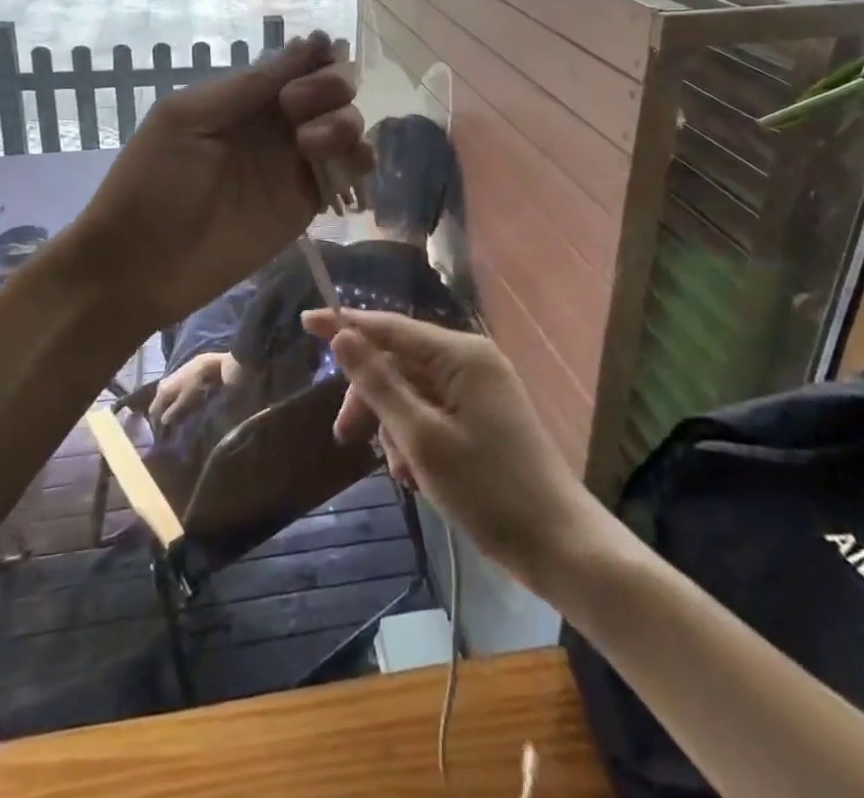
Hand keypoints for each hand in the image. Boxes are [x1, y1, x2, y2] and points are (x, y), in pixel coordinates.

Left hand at [66, 32, 368, 339]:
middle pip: (331, 89)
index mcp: (245, 97)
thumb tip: (309, 42)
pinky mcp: (307, 202)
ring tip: (311, 144)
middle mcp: (276, 124)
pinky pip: (348, 172)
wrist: (141, 264)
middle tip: (298, 106)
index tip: (322, 56)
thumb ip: (248, 86)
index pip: (298, 63)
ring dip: (344, 122)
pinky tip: (346, 164)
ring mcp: (294, 163)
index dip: (318, 56)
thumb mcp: (188, 118)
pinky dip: (359, 160)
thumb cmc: (152, 181)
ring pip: (346, 126)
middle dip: (332, 85)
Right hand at [147, 352, 230, 429]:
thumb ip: (172, 413)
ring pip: (165, 400)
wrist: (208, 364)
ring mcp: (170, 380)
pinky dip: (173, 403)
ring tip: (176, 422)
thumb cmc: (196, 384)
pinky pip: (171, 395)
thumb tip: (162, 423)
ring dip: (168, 410)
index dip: (156, 426)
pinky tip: (181, 408)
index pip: (153, 412)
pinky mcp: (178, 378)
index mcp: (161, 392)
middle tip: (169, 431)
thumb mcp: (184, 401)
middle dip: (162, 418)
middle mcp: (162, 386)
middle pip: (158, 406)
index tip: (162, 437)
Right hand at [302, 309, 589, 589]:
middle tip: (345, 436)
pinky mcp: (483, 414)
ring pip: (414, 390)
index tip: (305, 321)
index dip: (346, 324)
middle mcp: (471, 360)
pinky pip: (434, 410)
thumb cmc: (487, 489)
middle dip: (371, 396)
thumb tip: (343, 337)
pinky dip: (416, 436)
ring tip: (399, 472)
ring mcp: (480, 388)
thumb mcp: (421, 438)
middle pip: (400, 362)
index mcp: (461, 355)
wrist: (557, 543)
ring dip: (394, 425)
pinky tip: (415, 474)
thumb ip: (379, 384)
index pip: (391, 327)